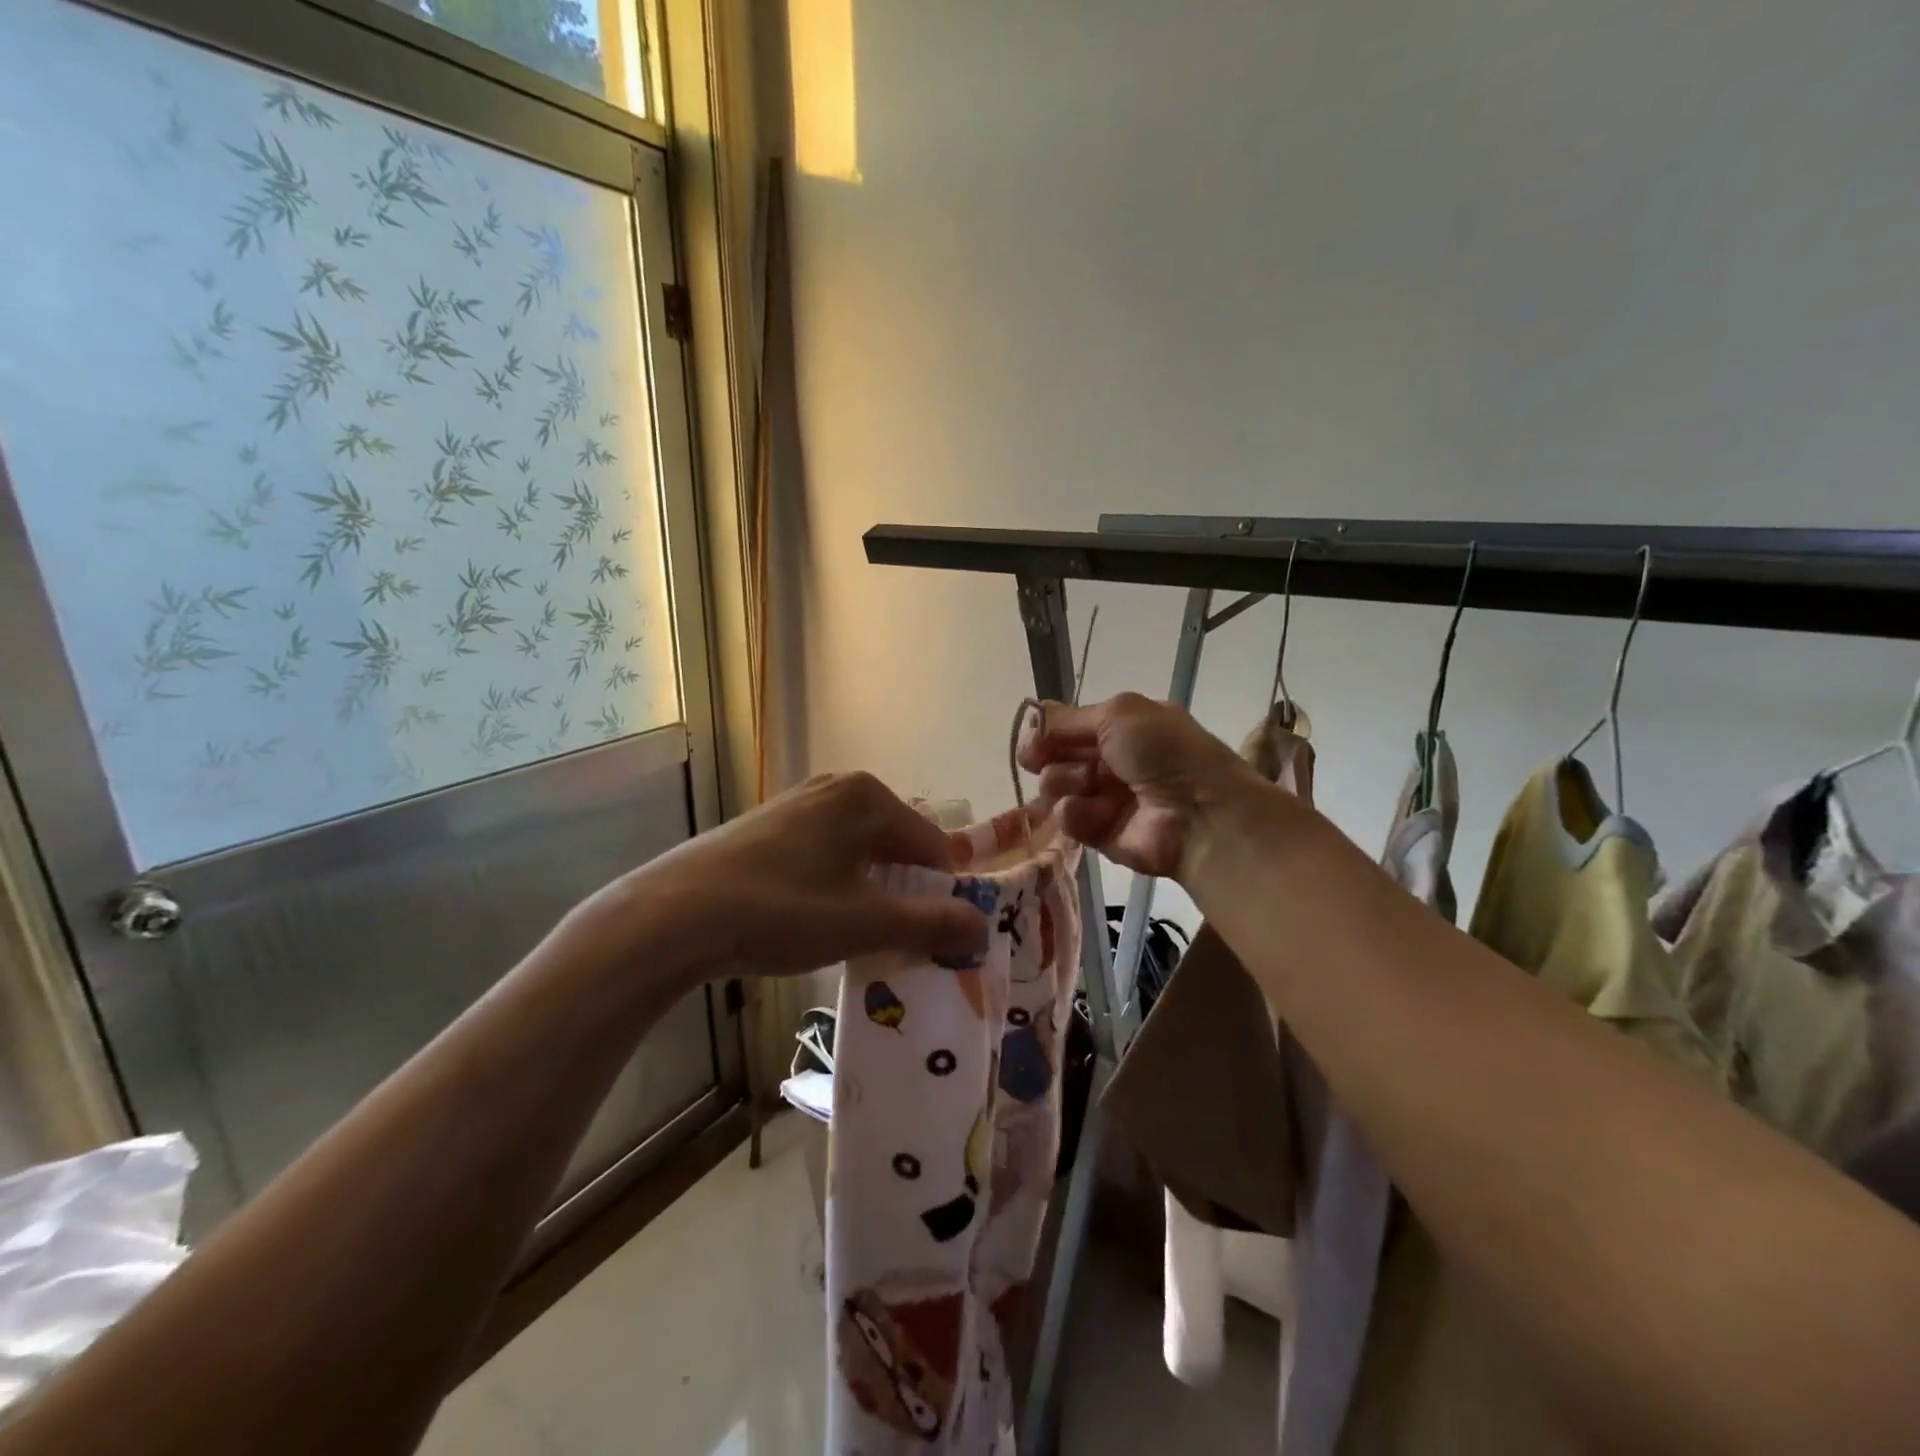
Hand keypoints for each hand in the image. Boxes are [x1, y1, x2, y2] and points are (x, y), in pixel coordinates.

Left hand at [597, 772, 991, 984]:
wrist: (674, 915)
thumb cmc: (782, 910)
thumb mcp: (865, 922)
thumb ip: (931, 924)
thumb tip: (982, 928)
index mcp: (868, 797)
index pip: (933, 846)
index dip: (944, 895)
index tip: (939, 941)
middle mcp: (837, 787)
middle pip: (895, 846)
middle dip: (906, 894)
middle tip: (900, 942)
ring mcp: (798, 803)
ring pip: (859, 852)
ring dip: (870, 893)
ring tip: (859, 937)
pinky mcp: (768, 825)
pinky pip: (825, 853)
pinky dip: (836, 885)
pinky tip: (816, 920)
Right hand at [1018, 693, 1266, 880]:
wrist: (1199, 814)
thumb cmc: (1163, 752)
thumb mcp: (1118, 714)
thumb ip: (1066, 718)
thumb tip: (1029, 724)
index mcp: (1124, 727)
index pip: (1068, 726)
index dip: (1047, 732)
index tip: (1034, 740)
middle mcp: (1113, 759)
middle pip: (1056, 756)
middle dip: (1052, 757)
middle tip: (1062, 761)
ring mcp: (1105, 797)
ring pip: (1055, 787)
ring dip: (1063, 783)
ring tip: (1085, 785)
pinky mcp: (1099, 833)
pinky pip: (1067, 819)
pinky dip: (1075, 814)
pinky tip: (1093, 814)